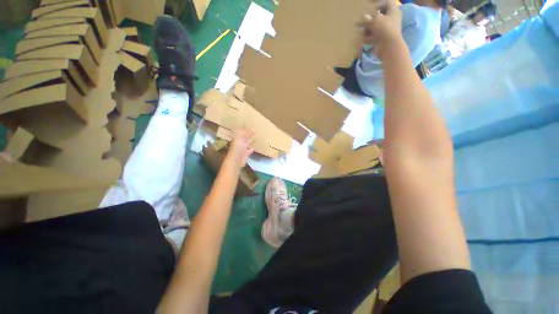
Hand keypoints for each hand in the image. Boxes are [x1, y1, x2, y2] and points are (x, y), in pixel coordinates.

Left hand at [226, 128, 255, 166]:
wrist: (235, 161)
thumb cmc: (236, 149)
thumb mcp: (238, 139)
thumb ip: (242, 132)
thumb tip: (245, 123)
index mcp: (238, 139)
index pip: (242, 132)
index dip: (246, 129)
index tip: (250, 125)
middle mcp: (240, 143)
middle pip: (246, 137)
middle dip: (250, 134)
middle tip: (256, 130)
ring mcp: (243, 149)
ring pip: (248, 143)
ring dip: (252, 140)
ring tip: (257, 136)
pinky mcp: (246, 154)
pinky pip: (250, 150)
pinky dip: (252, 148)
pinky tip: (255, 146)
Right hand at [359, 0, 402, 58]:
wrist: (389, 47)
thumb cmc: (385, 29)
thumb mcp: (376, 20)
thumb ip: (369, 18)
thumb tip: (364, 17)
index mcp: (393, 11)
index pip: (387, 2)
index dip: (378, 4)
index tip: (370, 9)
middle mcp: (391, 19)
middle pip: (380, 16)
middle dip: (370, 18)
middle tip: (362, 20)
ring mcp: (386, 30)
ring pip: (375, 27)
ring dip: (367, 28)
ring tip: (360, 30)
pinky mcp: (382, 39)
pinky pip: (374, 36)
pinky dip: (368, 37)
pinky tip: (362, 38)